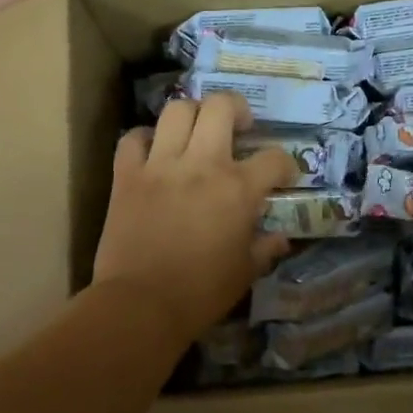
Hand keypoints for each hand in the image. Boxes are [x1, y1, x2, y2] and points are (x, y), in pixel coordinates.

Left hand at [93, 93, 296, 338]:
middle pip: (221, 107)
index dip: (285, 164)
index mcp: (238, 188)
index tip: (282, 175)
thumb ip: (265, 248)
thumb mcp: (245, 273)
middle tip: (240, 126)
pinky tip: (153, 150)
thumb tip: (280, 238)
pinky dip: (144, 139)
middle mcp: (202, 164)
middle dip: (236, 108)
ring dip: (192, 114)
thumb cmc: (201, 293)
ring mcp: (160, 165)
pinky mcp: (127, 175)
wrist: (141, 305)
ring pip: (177, 110)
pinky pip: (133, 139)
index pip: (274, 158)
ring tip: (197, 130)